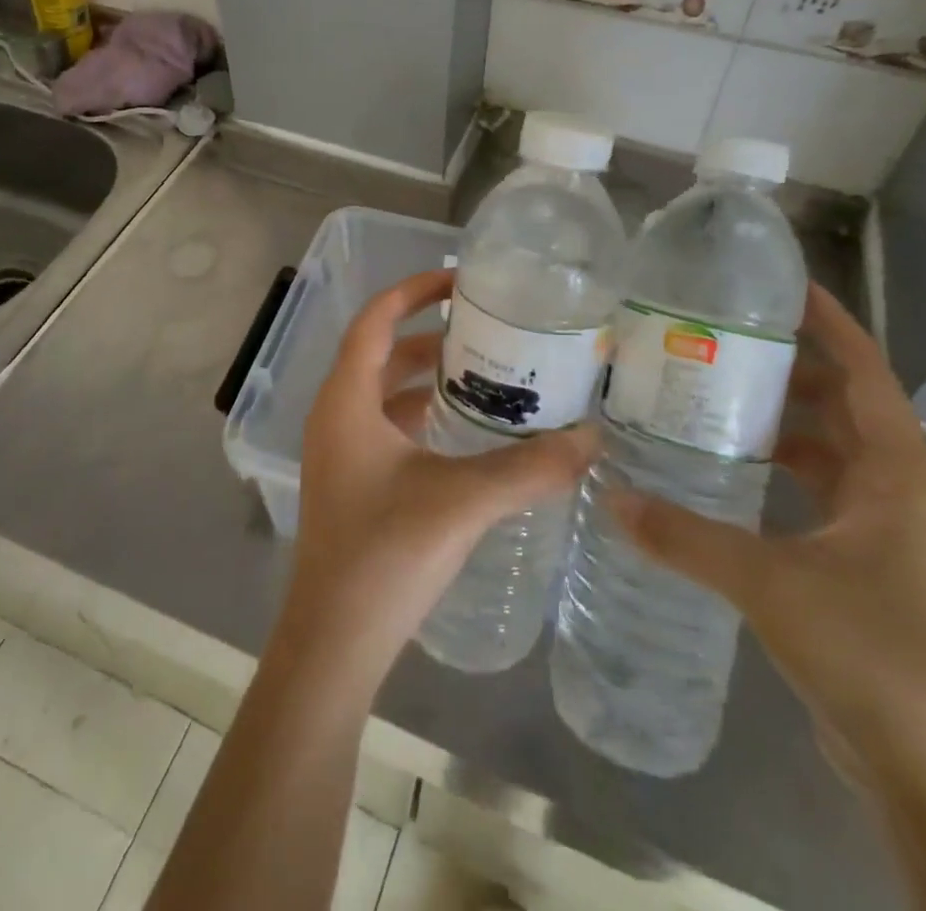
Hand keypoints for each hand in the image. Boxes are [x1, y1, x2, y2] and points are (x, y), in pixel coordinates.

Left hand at [278, 268, 597, 682]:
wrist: (333, 643)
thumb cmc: (385, 556)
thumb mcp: (462, 502)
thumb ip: (529, 469)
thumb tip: (592, 439)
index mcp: (346, 400)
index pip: (375, 319)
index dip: (414, 291)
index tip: (461, 281)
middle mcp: (336, 415)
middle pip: (381, 351)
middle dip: (429, 334)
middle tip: (487, 328)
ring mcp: (340, 450)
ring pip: (383, 391)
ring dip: (426, 376)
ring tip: (484, 371)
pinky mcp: (352, 480)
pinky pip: (386, 425)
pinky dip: (422, 413)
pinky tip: (464, 430)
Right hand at [610, 283, 925, 776]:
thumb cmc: (873, 657)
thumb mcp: (770, 585)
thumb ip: (686, 537)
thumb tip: (611, 495)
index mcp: (897, 477)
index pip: (867, 374)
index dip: (832, 325)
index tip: (783, 287)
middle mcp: (897, 493)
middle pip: (846, 406)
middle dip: (792, 368)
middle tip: (722, 338)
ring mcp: (882, 532)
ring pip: (831, 451)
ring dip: (783, 421)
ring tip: (714, 393)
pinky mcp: (861, 566)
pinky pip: (818, 492)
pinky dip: (779, 470)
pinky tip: (727, 471)